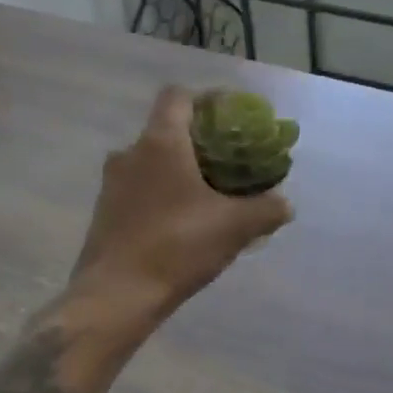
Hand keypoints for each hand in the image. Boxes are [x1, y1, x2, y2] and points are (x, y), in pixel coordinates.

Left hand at [70, 86, 292, 323]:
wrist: (116, 296)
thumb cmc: (177, 246)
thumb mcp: (235, 227)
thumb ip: (267, 209)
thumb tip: (286, 204)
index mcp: (160, 143)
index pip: (178, 96)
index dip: (206, 100)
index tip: (231, 118)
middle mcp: (130, 153)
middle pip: (166, 130)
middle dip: (199, 142)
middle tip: (229, 162)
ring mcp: (112, 184)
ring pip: (152, 162)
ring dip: (179, 171)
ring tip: (210, 195)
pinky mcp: (105, 212)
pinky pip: (140, 189)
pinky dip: (163, 195)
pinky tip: (185, 223)